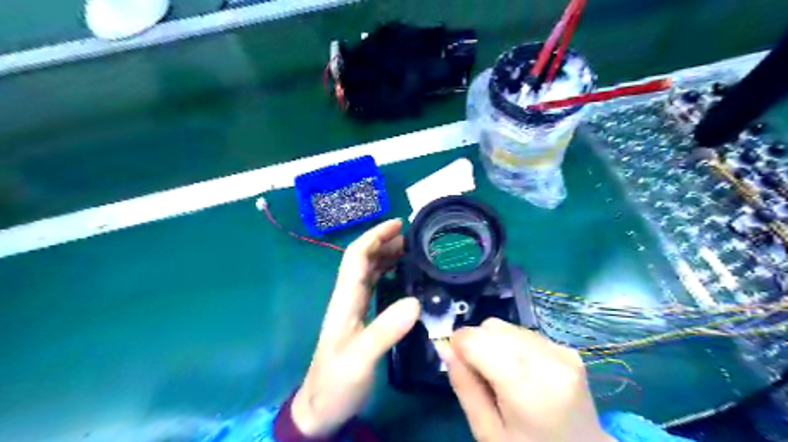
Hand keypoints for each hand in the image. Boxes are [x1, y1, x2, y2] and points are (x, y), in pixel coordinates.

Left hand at [291, 222, 421, 437]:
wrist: (321, 410)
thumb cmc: (336, 384)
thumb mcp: (361, 358)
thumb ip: (385, 330)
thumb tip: (415, 301)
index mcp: (345, 300)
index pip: (356, 257)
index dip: (375, 236)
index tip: (398, 224)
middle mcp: (348, 298)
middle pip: (362, 260)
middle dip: (383, 242)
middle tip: (411, 236)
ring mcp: (353, 309)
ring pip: (368, 272)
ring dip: (386, 256)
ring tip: (409, 249)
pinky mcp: (360, 319)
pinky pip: (374, 288)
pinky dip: (387, 274)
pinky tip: (400, 276)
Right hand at [441, 318, 612, 440]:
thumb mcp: (487, 431)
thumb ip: (464, 385)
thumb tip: (444, 346)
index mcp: (526, 385)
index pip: (475, 338)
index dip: (459, 346)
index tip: (460, 366)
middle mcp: (547, 359)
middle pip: (491, 327)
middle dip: (478, 344)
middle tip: (483, 377)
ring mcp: (561, 351)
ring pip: (507, 326)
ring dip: (496, 343)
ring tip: (505, 376)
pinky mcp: (567, 349)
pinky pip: (525, 333)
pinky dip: (514, 345)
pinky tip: (523, 372)